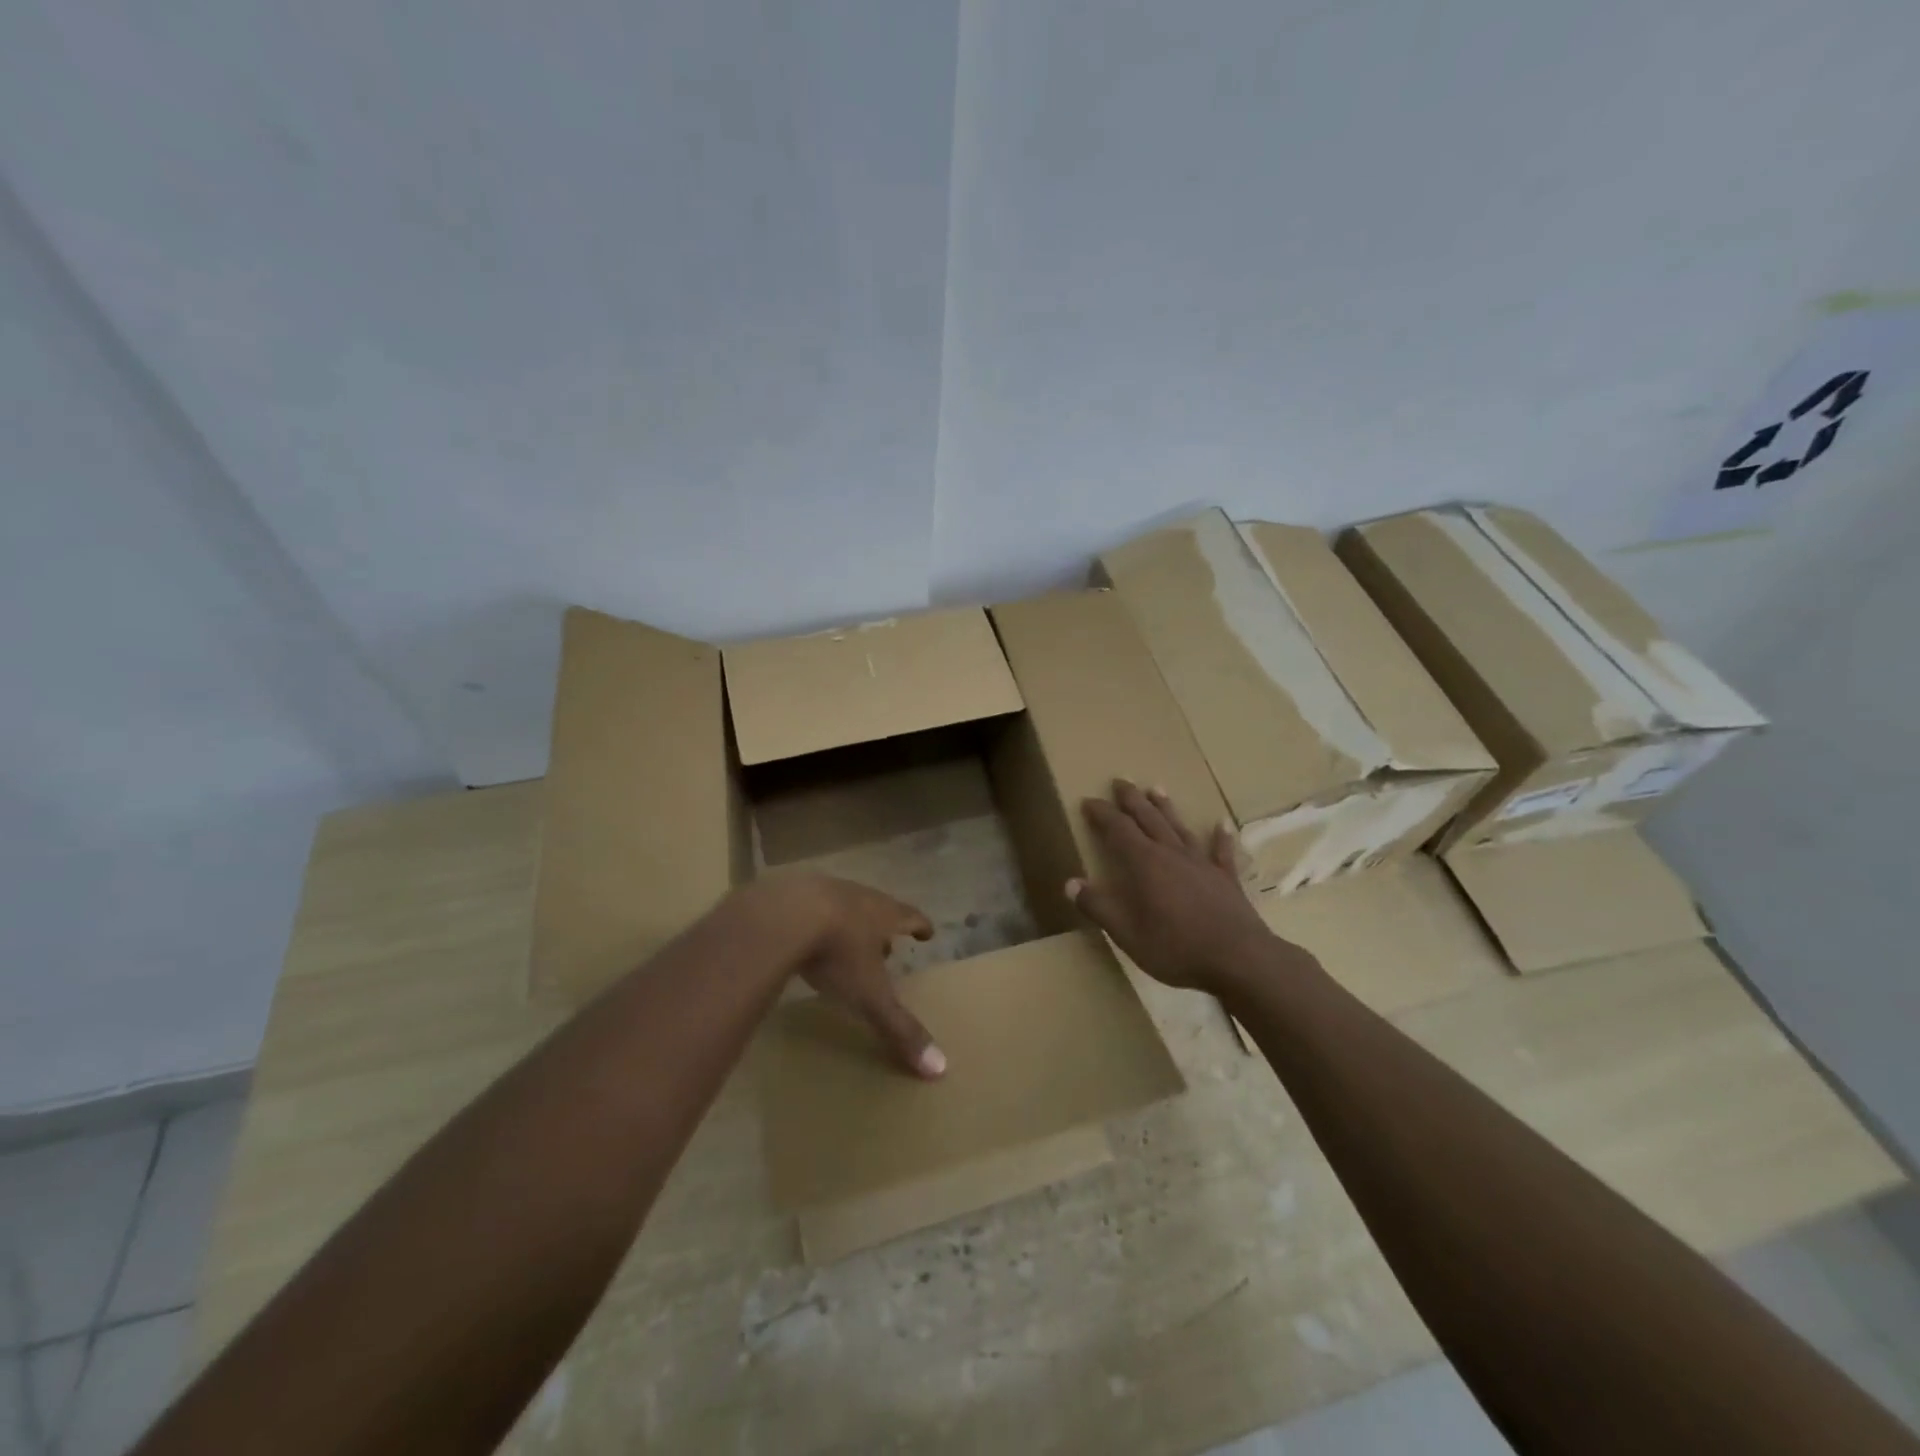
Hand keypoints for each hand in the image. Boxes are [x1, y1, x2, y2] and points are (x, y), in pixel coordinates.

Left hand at [775, 874, 946, 1079]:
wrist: (781, 915)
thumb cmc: (836, 952)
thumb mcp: (869, 995)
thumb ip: (899, 1028)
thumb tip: (940, 1067)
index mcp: (883, 915)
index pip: (911, 917)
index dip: (921, 926)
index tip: (928, 933)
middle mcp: (857, 897)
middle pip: (877, 908)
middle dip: (883, 927)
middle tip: (886, 946)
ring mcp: (821, 890)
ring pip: (843, 905)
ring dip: (848, 923)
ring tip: (845, 942)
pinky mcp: (788, 894)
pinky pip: (806, 906)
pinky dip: (812, 920)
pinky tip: (802, 937)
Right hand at [1068, 780, 1280, 993]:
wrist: (1239, 959)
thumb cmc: (1176, 948)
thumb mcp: (1127, 934)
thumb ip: (1098, 907)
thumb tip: (1070, 884)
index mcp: (1145, 863)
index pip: (1118, 829)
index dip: (1102, 813)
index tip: (1088, 800)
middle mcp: (1172, 854)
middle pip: (1148, 819)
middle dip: (1131, 800)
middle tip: (1120, 781)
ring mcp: (1202, 864)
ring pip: (1179, 827)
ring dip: (1166, 808)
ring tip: (1156, 788)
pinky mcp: (1226, 878)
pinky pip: (1221, 851)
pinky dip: (1220, 837)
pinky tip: (1221, 824)